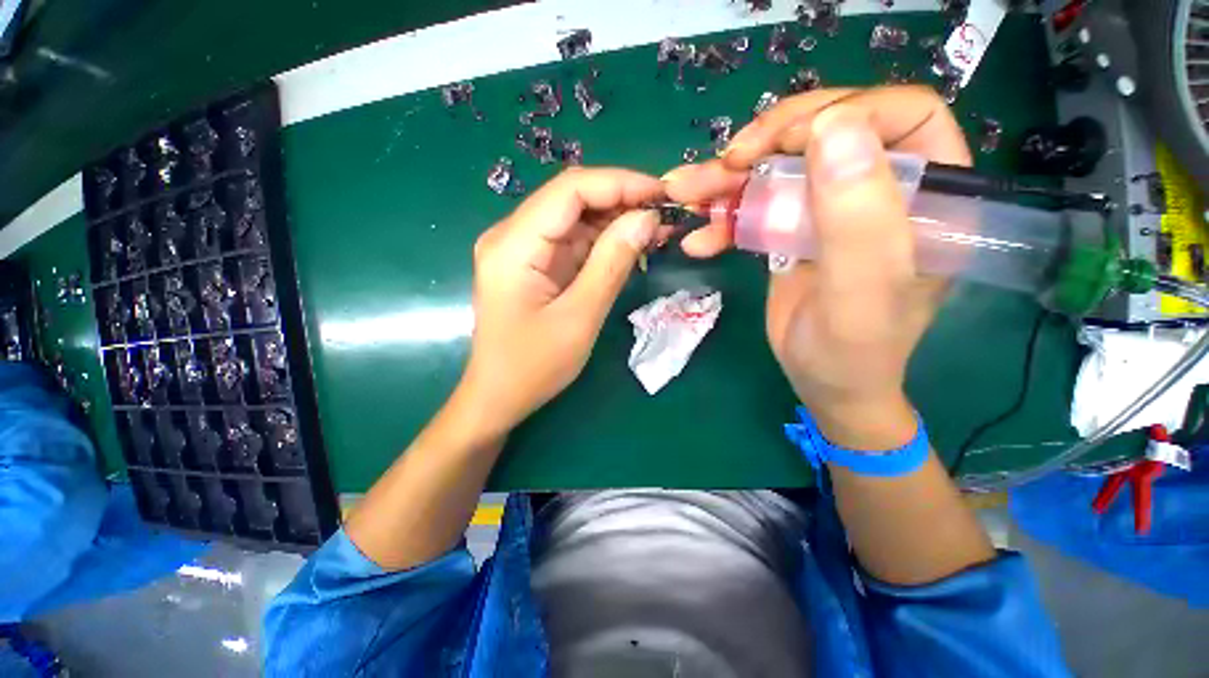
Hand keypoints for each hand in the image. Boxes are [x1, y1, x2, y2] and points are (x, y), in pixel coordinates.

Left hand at [460, 167, 662, 437]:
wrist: (498, 397)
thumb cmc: (532, 367)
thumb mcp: (579, 318)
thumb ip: (612, 264)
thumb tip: (646, 219)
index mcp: (513, 245)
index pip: (570, 190)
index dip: (619, 183)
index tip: (662, 194)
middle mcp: (511, 236)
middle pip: (571, 199)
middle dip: (620, 200)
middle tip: (664, 215)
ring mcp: (521, 250)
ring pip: (575, 218)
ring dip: (615, 220)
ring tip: (655, 231)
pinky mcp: (533, 265)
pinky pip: (571, 241)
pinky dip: (603, 241)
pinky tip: (630, 246)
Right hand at [663, 87, 971, 446]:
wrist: (823, 383)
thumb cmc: (852, 352)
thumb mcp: (860, 294)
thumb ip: (857, 219)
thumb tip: (832, 126)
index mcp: (930, 194)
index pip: (902, 115)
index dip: (844, 113)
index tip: (784, 145)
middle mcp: (882, 190)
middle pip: (828, 132)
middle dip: (768, 142)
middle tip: (724, 166)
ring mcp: (831, 208)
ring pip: (780, 167)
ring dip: (728, 180)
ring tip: (686, 192)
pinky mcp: (794, 229)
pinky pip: (757, 206)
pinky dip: (723, 218)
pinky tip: (700, 239)